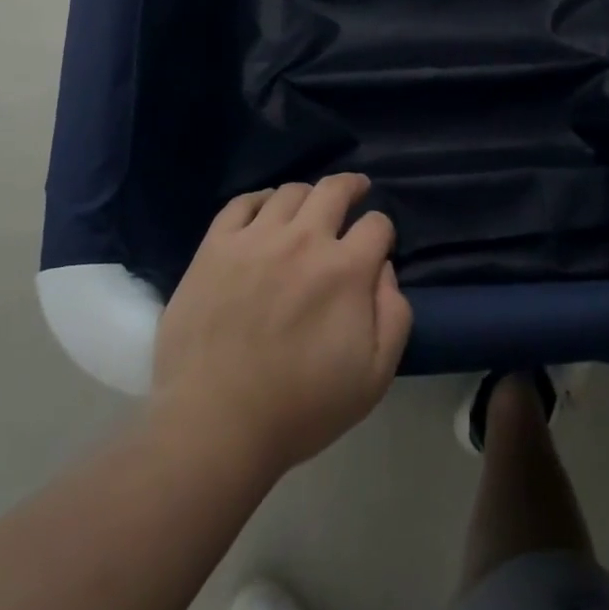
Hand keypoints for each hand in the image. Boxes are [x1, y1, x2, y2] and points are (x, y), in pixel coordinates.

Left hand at [151, 173, 412, 478]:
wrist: (214, 423)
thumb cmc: (300, 407)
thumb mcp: (374, 377)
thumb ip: (394, 316)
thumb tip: (384, 270)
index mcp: (346, 269)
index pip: (376, 224)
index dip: (382, 231)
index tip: (376, 245)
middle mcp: (304, 239)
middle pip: (334, 189)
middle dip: (352, 186)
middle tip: (355, 191)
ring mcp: (255, 238)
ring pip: (290, 192)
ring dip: (307, 195)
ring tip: (307, 208)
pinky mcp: (216, 245)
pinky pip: (242, 203)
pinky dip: (259, 200)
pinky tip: (263, 211)